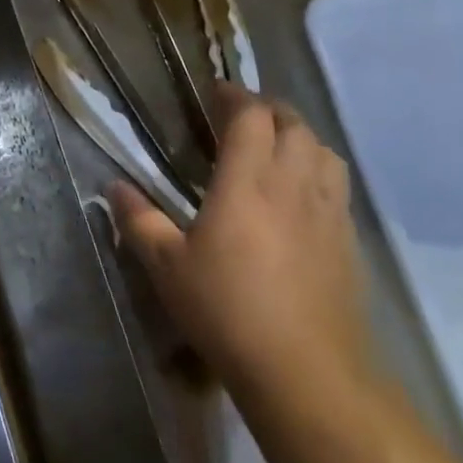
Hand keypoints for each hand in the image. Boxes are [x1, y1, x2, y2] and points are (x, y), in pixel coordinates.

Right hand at [110, 83, 374, 401]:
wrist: (306, 371)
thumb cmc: (227, 310)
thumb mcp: (166, 267)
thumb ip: (139, 221)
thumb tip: (114, 187)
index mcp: (248, 182)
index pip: (251, 116)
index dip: (234, 96)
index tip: (215, 92)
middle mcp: (294, 185)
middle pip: (294, 124)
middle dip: (268, 109)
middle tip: (240, 116)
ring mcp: (328, 212)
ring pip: (324, 151)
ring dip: (299, 136)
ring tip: (275, 146)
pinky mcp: (349, 242)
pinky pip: (337, 185)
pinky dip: (318, 170)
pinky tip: (300, 196)